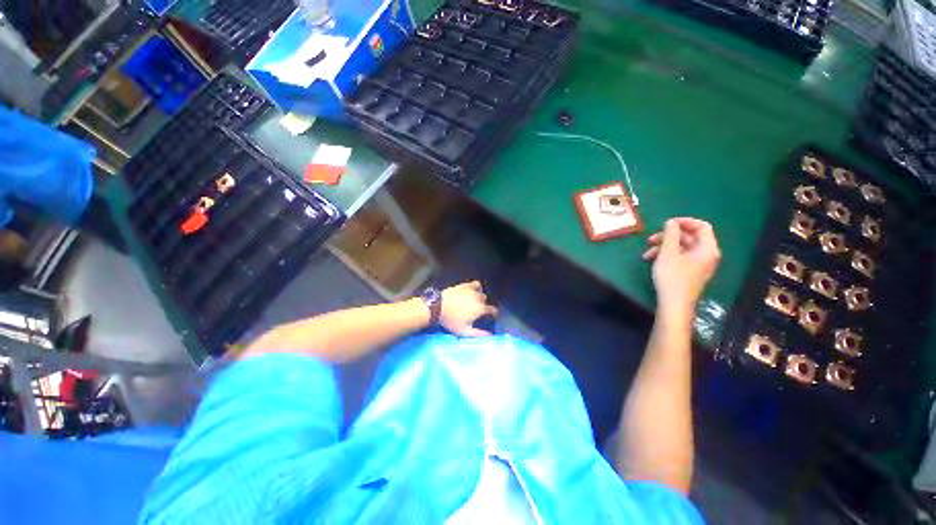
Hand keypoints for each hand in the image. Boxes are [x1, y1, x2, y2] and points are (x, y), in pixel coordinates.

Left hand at [441, 281, 497, 336]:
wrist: (438, 306)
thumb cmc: (451, 320)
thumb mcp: (464, 331)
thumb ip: (478, 333)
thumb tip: (489, 335)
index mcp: (480, 309)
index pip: (493, 310)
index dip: (493, 314)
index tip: (491, 316)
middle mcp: (479, 298)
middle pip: (485, 301)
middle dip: (483, 306)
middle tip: (476, 311)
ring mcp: (472, 290)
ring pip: (481, 293)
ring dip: (479, 297)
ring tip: (473, 302)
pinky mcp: (465, 285)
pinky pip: (475, 284)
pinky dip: (476, 287)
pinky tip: (472, 291)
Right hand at [642, 218, 720, 315]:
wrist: (674, 304)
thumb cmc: (673, 277)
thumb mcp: (668, 253)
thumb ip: (671, 235)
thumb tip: (671, 222)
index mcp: (707, 249)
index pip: (702, 226)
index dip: (685, 222)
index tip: (667, 223)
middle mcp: (706, 255)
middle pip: (689, 237)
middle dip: (668, 237)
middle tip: (650, 239)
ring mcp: (698, 264)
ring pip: (681, 248)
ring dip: (663, 247)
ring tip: (647, 253)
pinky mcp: (689, 271)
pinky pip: (679, 257)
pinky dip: (666, 255)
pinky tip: (651, 260)